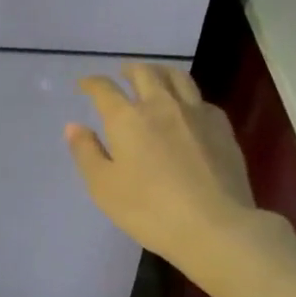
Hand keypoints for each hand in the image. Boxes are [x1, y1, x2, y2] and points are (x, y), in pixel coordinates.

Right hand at [66, 64, 263, 275]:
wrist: (215, 226)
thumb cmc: (150, 210)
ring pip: (177, 77)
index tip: (84, 85)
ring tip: (155, 77)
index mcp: (127, 118)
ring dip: (160, 71)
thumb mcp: (104, 187)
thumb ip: (86, 153)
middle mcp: (161, 105)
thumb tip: (74, 126)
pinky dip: (188, 97)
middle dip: (129, 69)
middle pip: (144, 72)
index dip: (91, 83)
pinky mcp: (222, 127)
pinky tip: (188, 110)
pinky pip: (201, 100)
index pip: (104, 89)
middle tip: (122, 75)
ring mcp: (196, 113)